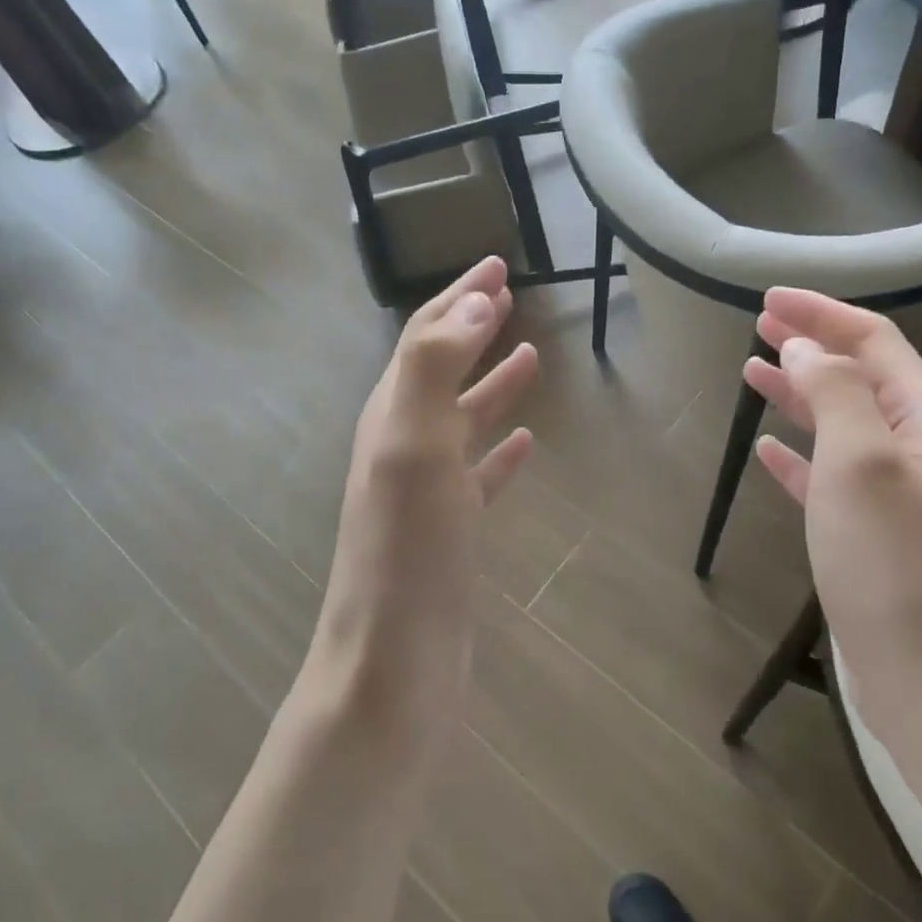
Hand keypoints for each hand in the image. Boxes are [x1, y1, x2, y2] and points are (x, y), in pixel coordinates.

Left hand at [314, 257, 538, 711]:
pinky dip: (499, 449)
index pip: (425, 337)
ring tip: (529, 355)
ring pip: (462, 418)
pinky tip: (525, 441)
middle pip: (441, 368)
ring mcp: (426, 489)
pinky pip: (478, 473)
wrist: (394, 658)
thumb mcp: (414, 444)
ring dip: (491, 382)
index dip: (460, 297)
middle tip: (511, 294)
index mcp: (392, 414)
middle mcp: (403, 443)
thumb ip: (436, 367)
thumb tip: (474, 302)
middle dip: (473, 328)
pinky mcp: (450, 529)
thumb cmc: (407, 547)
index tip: (498, 263)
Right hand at [745, 289, 921, 717]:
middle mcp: (917, 445)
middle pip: (857, 375)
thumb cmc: (893, 563)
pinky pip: (829, 475)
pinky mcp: (871, 532)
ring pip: (840, 422)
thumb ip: (833, 393)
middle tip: (758, 325)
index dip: (822, 313)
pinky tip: (767, 450)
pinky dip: (798, 455)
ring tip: (753, 372)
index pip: (873, 340)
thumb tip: (804, 348)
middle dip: (809, 345)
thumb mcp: (859, 463)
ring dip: (800, 393)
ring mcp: (895, 491)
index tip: (769, 298)